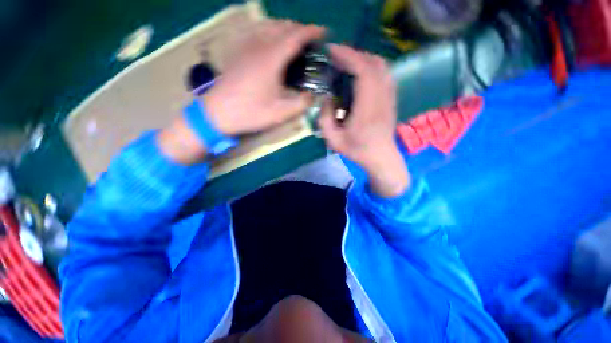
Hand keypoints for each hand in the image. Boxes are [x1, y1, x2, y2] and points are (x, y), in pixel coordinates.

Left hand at [158, 20, 323, 164]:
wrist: (218, 112)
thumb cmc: (250, 112)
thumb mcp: (280, 113)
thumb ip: (301, 104)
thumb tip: (312, 96)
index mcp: (271, 59)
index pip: (295, 36)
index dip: (312, 32)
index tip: (324, 32)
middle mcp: (259, 46)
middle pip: (283, 27)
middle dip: (300, 29)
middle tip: (311, 42)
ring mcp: (246, 46)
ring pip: (268, 26)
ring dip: (285, 28)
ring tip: (294, 40)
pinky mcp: (238, 51)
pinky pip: (256, 31)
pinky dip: (269, 31)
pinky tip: (271, 41)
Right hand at [318, 44, 409, 197]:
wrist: (381, 156)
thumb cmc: (357, 150)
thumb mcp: (333, 140)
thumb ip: (324, 119)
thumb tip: (326, 98)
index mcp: (367, 109)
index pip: (363, 72)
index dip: (348, 57)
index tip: (332, 51)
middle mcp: (381, 98)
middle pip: (373, 64)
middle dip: (353, 54)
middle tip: (336, 55)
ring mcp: (389, 97)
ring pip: (381, 66)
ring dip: (363, 58)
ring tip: (347, 61)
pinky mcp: (391, 98)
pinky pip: (385, 73)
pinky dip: (372, 65)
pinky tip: (361, 71)